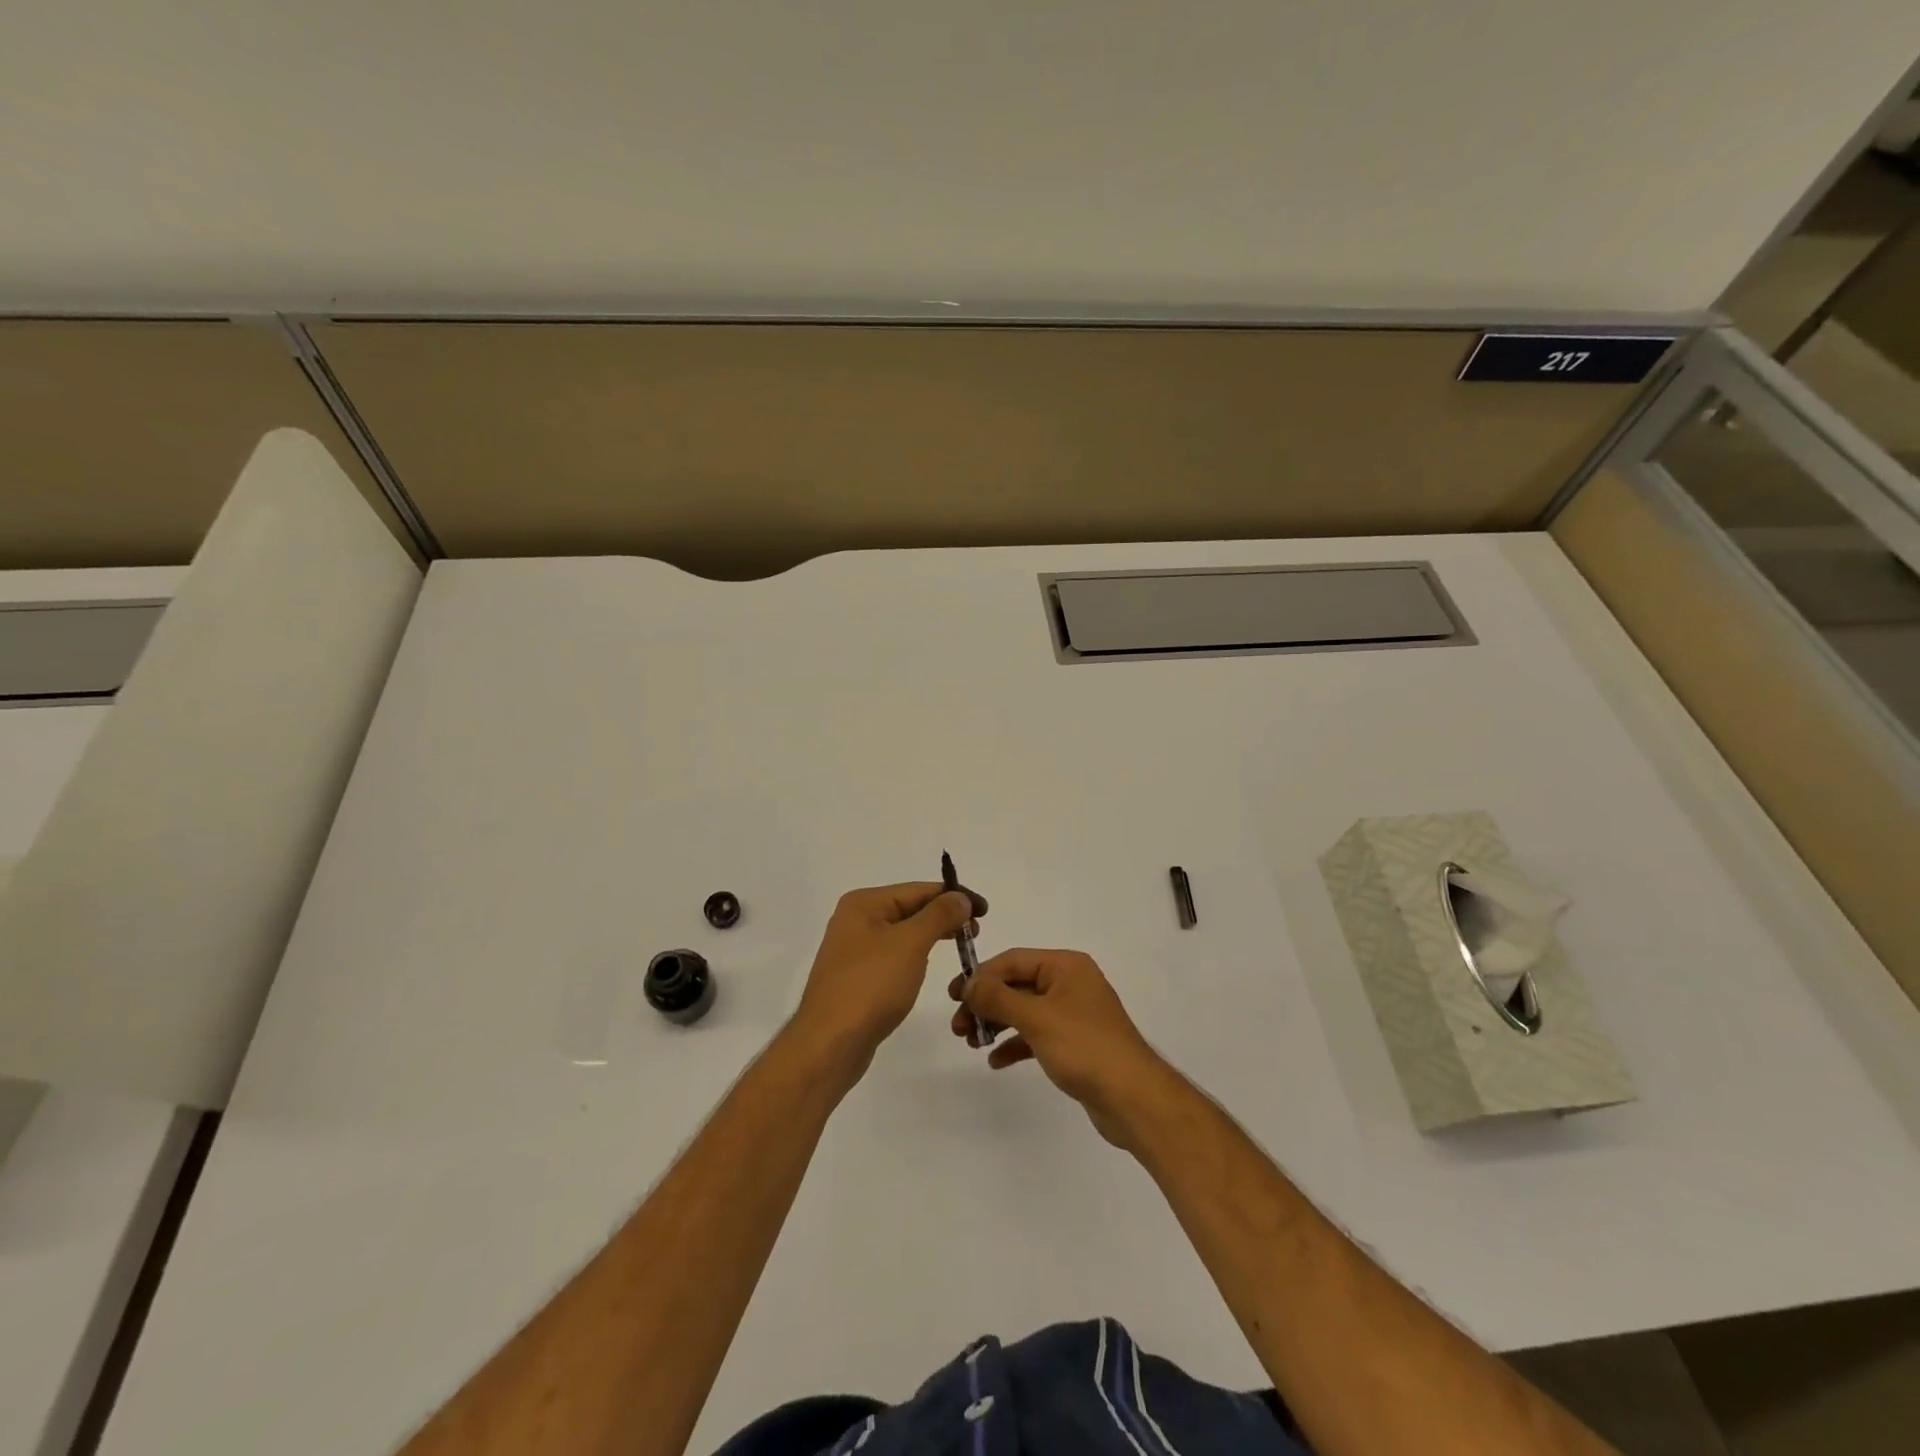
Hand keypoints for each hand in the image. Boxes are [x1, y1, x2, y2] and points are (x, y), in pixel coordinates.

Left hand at [790, 882, 983, 1082]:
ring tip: (962, 945)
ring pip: (904, 933)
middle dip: (945, 916)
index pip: (918, 889)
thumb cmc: (871, 985)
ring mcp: (855, 950)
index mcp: (864, 903)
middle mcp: (856, 920)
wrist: (830, 1043)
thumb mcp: (910, 943)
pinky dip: (917, 955)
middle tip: (976, 931)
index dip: (954, 896)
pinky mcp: (858, 977)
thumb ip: (938, 915)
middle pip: (910, 909)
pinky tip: (929, 965)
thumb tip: (960, 897)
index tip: (985, 910)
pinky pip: (895, 956)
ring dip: (933, 935)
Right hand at [949, 949, 1173, 1148]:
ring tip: (971, 1042)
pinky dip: (1014, 1044)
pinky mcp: (1074, 1043)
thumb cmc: (1085, 1048)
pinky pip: (1035, 1035)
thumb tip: (969, 984)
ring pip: (1023, 1011)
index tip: (953, 997)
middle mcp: (1070, 983)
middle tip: (958, 1027)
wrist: (1133, 1099)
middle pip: (1016, 984)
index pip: (1012, 960)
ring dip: (996, 1023)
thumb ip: (998, 998)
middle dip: (985, 1003)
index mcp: (1066, 966)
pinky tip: (995, 1060)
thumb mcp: (1037, 1018)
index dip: (980, 976)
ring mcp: (1073, 1014)